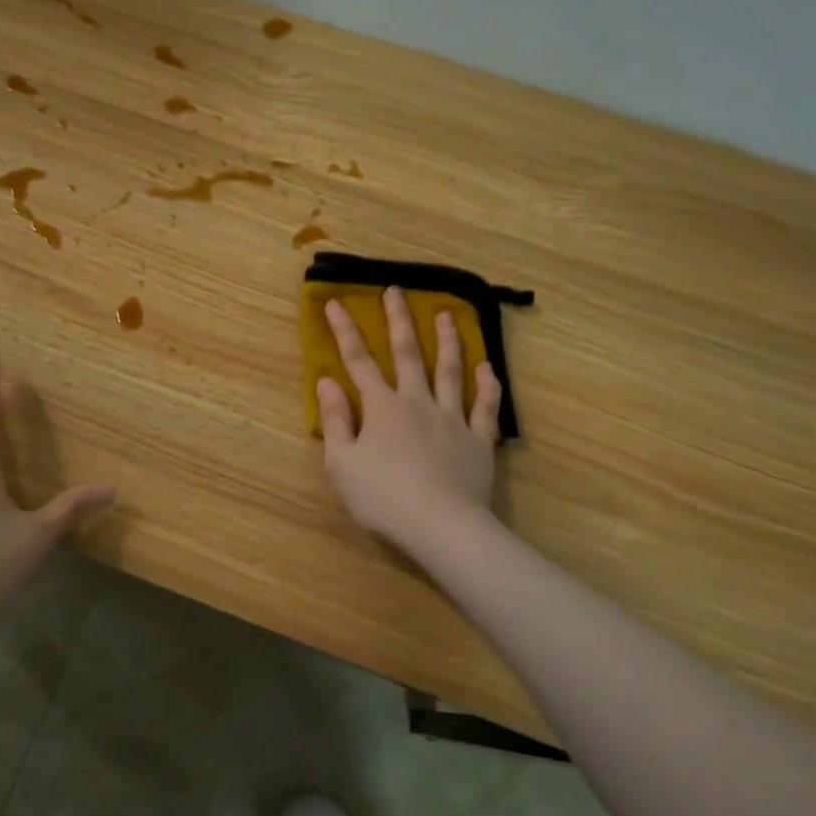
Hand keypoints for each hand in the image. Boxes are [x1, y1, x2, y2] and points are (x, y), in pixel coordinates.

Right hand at [317, 289, 501, 555]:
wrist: (441, 525)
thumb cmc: (382, 498)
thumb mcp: (341, 463)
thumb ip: (334, 420)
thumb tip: (327, 382)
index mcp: (381, 408)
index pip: (358, 361)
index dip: (345, 332)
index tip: (335, 303)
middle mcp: (417, 402)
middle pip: (408, 354)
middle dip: (399, 320)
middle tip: (396, 290)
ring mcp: (452, 418)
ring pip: (451, 371)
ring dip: (449, 340)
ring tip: (448, 314)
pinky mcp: (479, 440)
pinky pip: (486, 406)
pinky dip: (488, 386)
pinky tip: (488, 368)